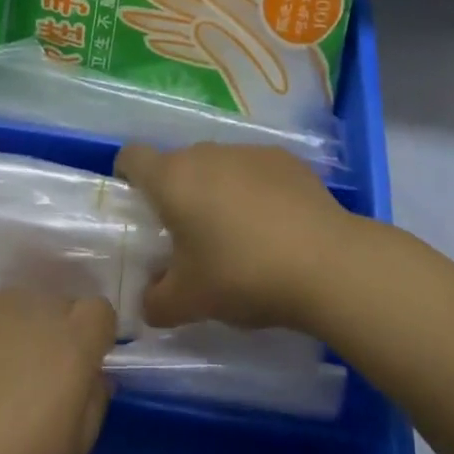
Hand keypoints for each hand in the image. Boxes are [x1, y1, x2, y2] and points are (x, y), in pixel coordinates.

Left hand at [0, 290, 113, 453]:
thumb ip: (90, 410)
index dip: (93, 341)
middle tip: (33, 388)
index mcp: (70, 345)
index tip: (79, 377)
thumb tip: (94, 377)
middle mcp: (31, 310)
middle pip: (55, 307)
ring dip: (14, 333)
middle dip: (54, 337)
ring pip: (14, 308)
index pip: (99, 313)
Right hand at [114, 143, 354, 331]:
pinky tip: (274, 227)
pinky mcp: (284, 159)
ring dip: (216, 191)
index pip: (132, 157)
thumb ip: (156, 302)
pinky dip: (253, 190)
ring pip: (217, 166)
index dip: (128, 177)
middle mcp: (205, 153)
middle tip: (187, 237)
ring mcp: (247, 151)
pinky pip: (254, 171)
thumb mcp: (189, 301)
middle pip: (177, 164)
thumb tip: (148, 301)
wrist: (326, 262)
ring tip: (236, 235)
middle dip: (176, 194)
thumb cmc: (242, 274)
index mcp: (172, 178)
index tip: (138, 208)